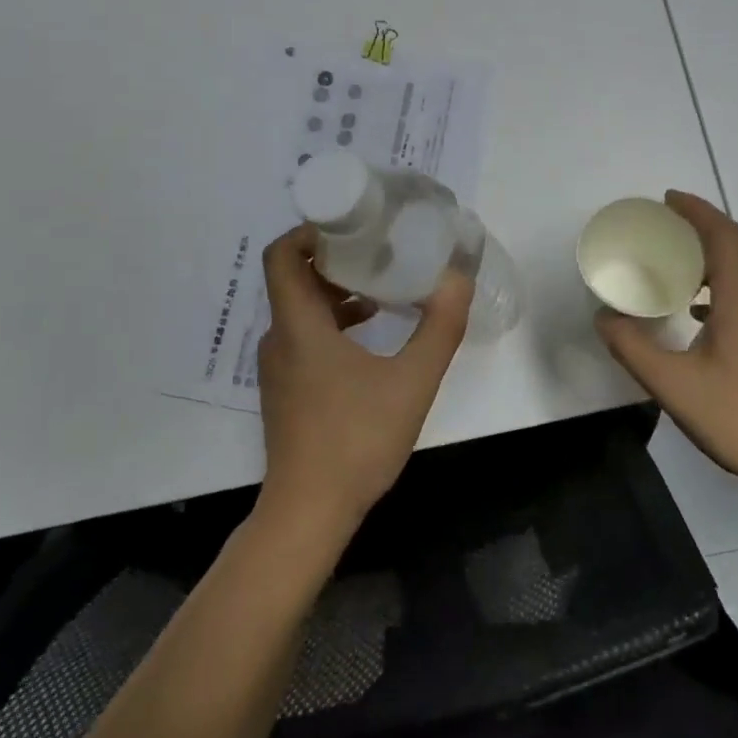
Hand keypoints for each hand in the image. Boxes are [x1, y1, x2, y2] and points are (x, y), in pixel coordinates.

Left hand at [256, 225, 473, 535]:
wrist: (309, 514)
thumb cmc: (357, 441)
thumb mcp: (412, 381)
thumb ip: (439, 327)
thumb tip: (458, 278)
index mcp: (299, 326)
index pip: (283, 255)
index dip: (311, 230)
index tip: (353, 223)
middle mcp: (280, 338)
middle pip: (295, 276)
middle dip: (335, 255)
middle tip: (379, 246)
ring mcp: (279, 366)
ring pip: (301, 307)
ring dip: (338, 289)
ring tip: (383, 285)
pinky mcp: (286, 388)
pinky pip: (305, 334)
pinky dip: (334, 320)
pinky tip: (373, 332)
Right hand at [595, 191, 737, 492]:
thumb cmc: (737, 417)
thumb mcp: (671, 385)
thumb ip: (632, 347)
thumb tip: (603, 317)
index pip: (723, 235)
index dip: (696, 211)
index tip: (667, 200)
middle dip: (708, 226)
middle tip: (671, 230)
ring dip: (723, 252)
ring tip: (684, 268)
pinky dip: (733, 279)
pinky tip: (706, 313)